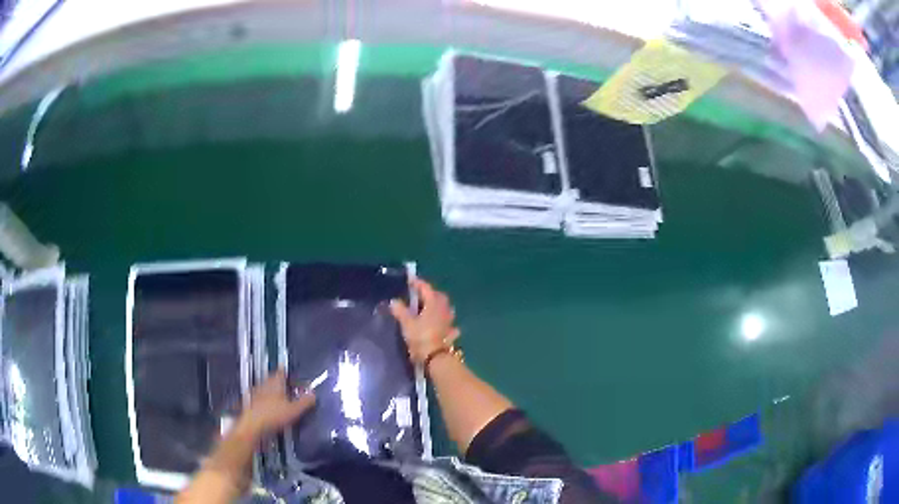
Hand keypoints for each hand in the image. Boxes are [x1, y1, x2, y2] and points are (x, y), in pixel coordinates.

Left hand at [236, 370, 314, 438]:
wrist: (252, 424)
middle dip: (280, 383)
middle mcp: (264, 384)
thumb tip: (313, 395)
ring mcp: (256, 393)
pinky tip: (269, 409)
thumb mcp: (295, 410)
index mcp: (275, 382)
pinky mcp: (250, 402)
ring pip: (265, 388)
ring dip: (272, 392)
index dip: (287, 372)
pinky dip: (264, 401)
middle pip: (273, 379)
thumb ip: (305, 401)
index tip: (291, 374)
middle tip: (288, 389)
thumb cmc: (272, 415)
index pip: (282, 371)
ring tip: (279, 400)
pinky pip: (259, 398)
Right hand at [390, 279, 459, 365]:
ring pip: (444, 308)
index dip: (418, 283)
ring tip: (427, 308)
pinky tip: (438, 324)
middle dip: (429, 293)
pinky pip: (447, 322)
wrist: (436, 358)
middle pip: (438, 296)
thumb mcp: (407, 324)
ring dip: (437, 305)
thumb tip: (394, 301)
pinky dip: (442, 320)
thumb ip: (400, 311)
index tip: (410, 281)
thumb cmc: (421, 337)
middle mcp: (444, 309)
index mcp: (433, 303)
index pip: (426, 288)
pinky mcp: (451, 332)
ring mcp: (449, 320)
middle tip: (418, 295)